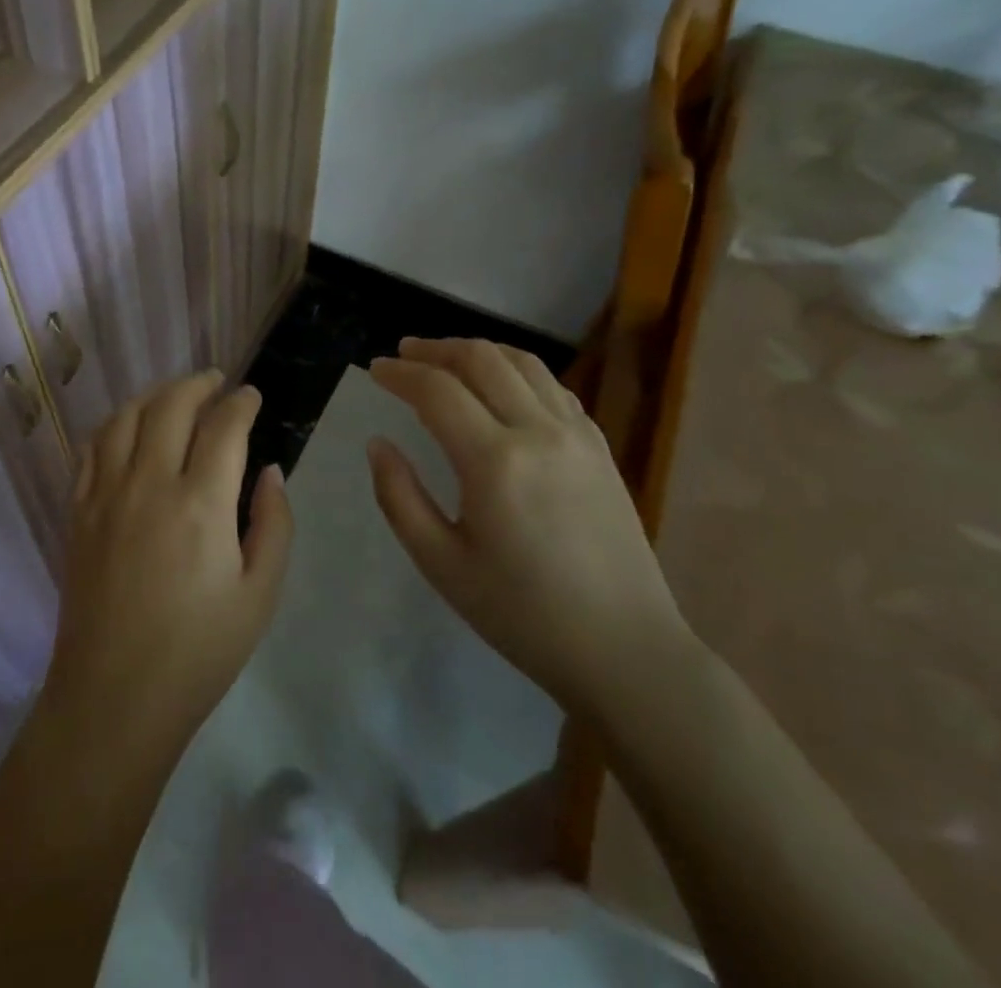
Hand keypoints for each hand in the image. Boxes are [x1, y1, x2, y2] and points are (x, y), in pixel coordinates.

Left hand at [38, 371, 291, 765]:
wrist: (115, 697)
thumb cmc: (199, 651)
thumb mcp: (260, 595)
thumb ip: (273, 524)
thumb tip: (271, 471)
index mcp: (201, 503)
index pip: (224, 426)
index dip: (242, 402)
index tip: (252, 396)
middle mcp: (149, 484)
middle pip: (171, 405)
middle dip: (199, 383)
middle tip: (217, 382)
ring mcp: (106, 494)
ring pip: (126, 417)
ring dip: (155, 394)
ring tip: (175, 394)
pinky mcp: (79, 511)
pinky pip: (92, 447)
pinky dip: (114, 424)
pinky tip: (128, 427)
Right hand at [367, 338, 691, 716]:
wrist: (624, 650)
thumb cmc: (522, 615)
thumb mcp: (441, 564)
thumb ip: (399, 497)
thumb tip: (378, 444)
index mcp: (494, 462)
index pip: (438, 390)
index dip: (401, 373)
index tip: (376, 370)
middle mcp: (539, 432)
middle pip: (481, 359)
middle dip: (436, 349)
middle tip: (406, 354)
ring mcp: (578, 435)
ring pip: (523, 362)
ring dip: (478, 352)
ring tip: (448, 360)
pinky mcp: (601, 447)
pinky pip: (554, 387)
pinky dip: (517, 372)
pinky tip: (502, 389)